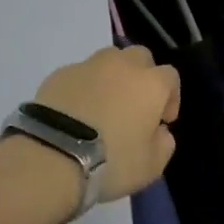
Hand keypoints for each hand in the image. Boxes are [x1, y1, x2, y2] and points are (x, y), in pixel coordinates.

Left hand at [33, 46, 179, 202]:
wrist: (52, 157)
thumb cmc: (110, 162)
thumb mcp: (150, 167)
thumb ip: (164, 144)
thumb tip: (160, 131)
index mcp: (150, 83)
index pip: (171, 77)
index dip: (171, 98)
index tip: (162, 121)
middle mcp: (122, 65)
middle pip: (140, 57)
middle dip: (142, 77)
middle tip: (134, 106)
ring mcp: (88, 65)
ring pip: (109, 60)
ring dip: (112, 77)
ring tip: (102, 105)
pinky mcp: (59, 73)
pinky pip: (80, 74)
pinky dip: (83, 87)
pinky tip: (75, 111)